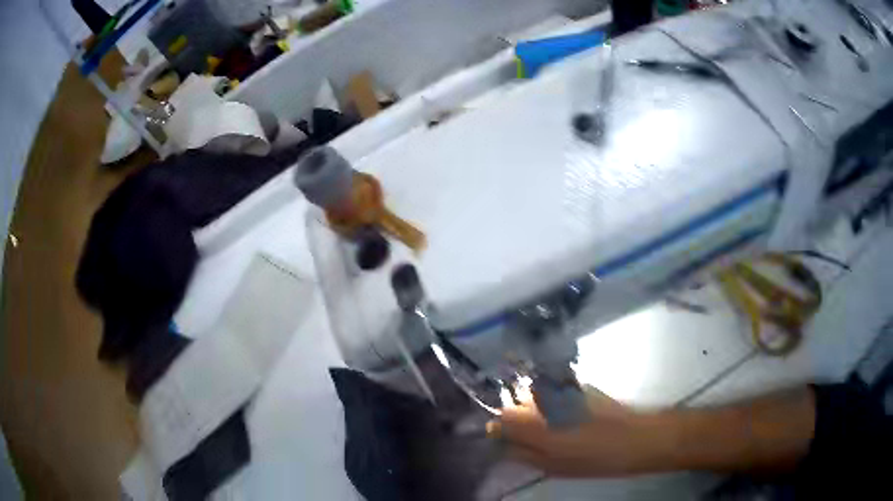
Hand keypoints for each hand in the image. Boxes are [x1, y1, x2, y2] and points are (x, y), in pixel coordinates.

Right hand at [486, 386, 664, 477]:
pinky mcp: (578, 384)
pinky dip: (554, 403)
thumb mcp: (551, 466)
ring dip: (536, 410)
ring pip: (534, 396)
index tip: (509, 443)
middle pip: (515, 404)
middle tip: (534, 439)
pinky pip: (554, 392)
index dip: (501, 432)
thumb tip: (501, 443)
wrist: (634, 437)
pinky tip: (571, 418)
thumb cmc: (591, 459)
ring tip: (555, 428)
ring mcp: (561, 388)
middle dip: (518, 419)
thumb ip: (522, 452)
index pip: (500, 419)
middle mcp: (542, 399)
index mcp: (531, 422)